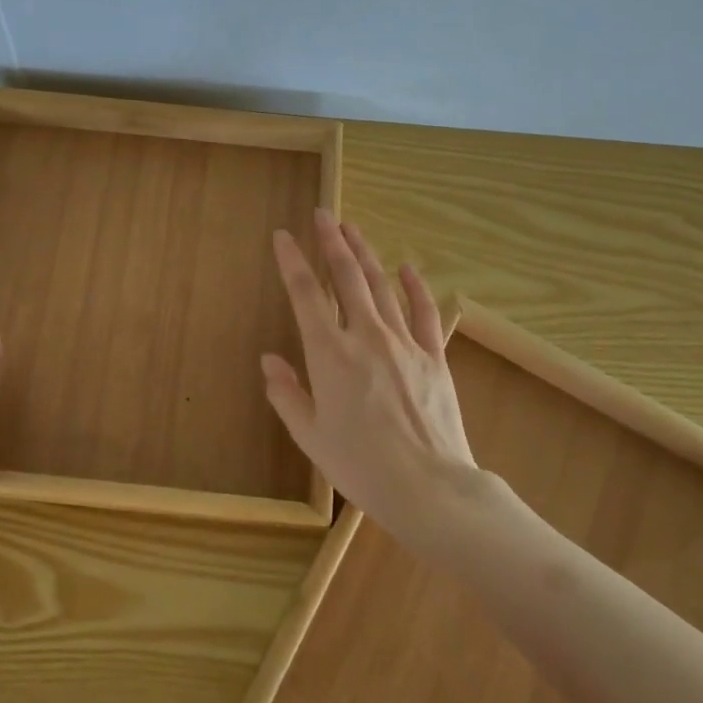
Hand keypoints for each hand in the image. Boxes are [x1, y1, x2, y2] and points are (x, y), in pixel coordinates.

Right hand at [262, 210, 477, 540]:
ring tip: (353, 228)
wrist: (430, 488)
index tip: (284, 236)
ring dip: (365, 254)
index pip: (305, 294)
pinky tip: (407, 267)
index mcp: (329, 354)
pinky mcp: (433, 355)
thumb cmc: (361, 466)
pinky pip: (423, 311)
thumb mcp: (310, 436)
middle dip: (332, 241)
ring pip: (381, 285)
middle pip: (346, 276)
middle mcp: (365, 336)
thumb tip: (269, 360)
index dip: (292, 261)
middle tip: (324, 214)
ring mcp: (403, 342)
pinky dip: (414, 286)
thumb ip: (287, 394)